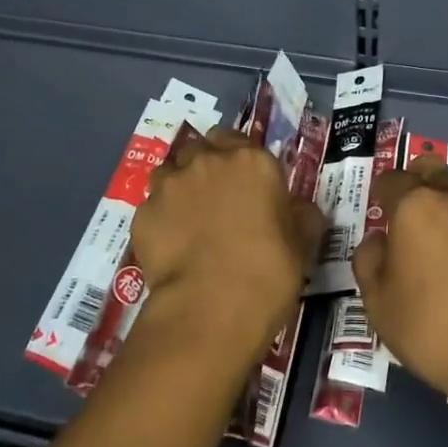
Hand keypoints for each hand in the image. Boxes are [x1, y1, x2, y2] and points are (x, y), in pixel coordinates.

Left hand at [131, 127, 325, 368]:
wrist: (213, 307)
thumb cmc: (269, 270)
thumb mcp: (303, 241)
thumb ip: (301, 214)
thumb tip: (297, 209)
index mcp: (251, 161)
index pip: (238, 139)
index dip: (239, 159)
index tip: (245, 183)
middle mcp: (207, 162)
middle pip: (200, 149)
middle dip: (206, 167)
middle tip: (217, 200)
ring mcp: (170, 186)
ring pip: (170, 173)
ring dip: (179, 188)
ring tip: (188, 221)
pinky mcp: (143, 214)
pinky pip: (152, 208)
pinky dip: (161, 220)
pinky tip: (171, 246)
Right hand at [352, 157, 447, 411]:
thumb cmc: (436, 330)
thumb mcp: (379, 306)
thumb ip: (369, 262)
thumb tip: (378, 240)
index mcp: (416, 208)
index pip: (391, 180)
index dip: (384, 193)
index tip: (384, 211)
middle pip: (436, 172)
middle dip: (425, 187)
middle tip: (424, 220)